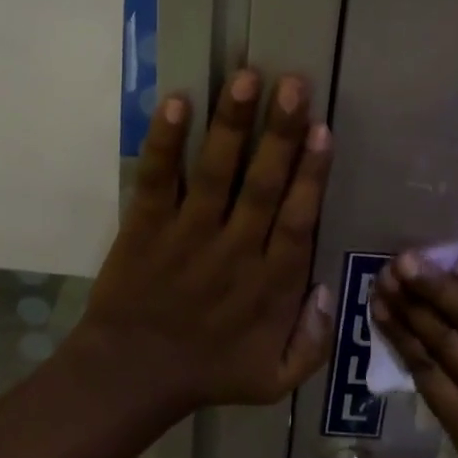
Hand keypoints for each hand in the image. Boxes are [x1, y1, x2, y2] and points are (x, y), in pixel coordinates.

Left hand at [64, 69, 335, 415]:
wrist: (128, 378)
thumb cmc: (207, 372)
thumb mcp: (275, 380)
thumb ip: (314, 341)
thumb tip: (329, 288)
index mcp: (270, 285)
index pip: (298, 220)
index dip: (312, 174)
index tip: (323, 129)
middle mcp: (234, 251)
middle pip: (263, 184)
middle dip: (280, 132)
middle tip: (294, 83)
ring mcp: (187, 235)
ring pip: (215, 172)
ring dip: (231, 124)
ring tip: (245, 77)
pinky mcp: (146, 226)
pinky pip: (157, 179)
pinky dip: (165, 142)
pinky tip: (176, 102)